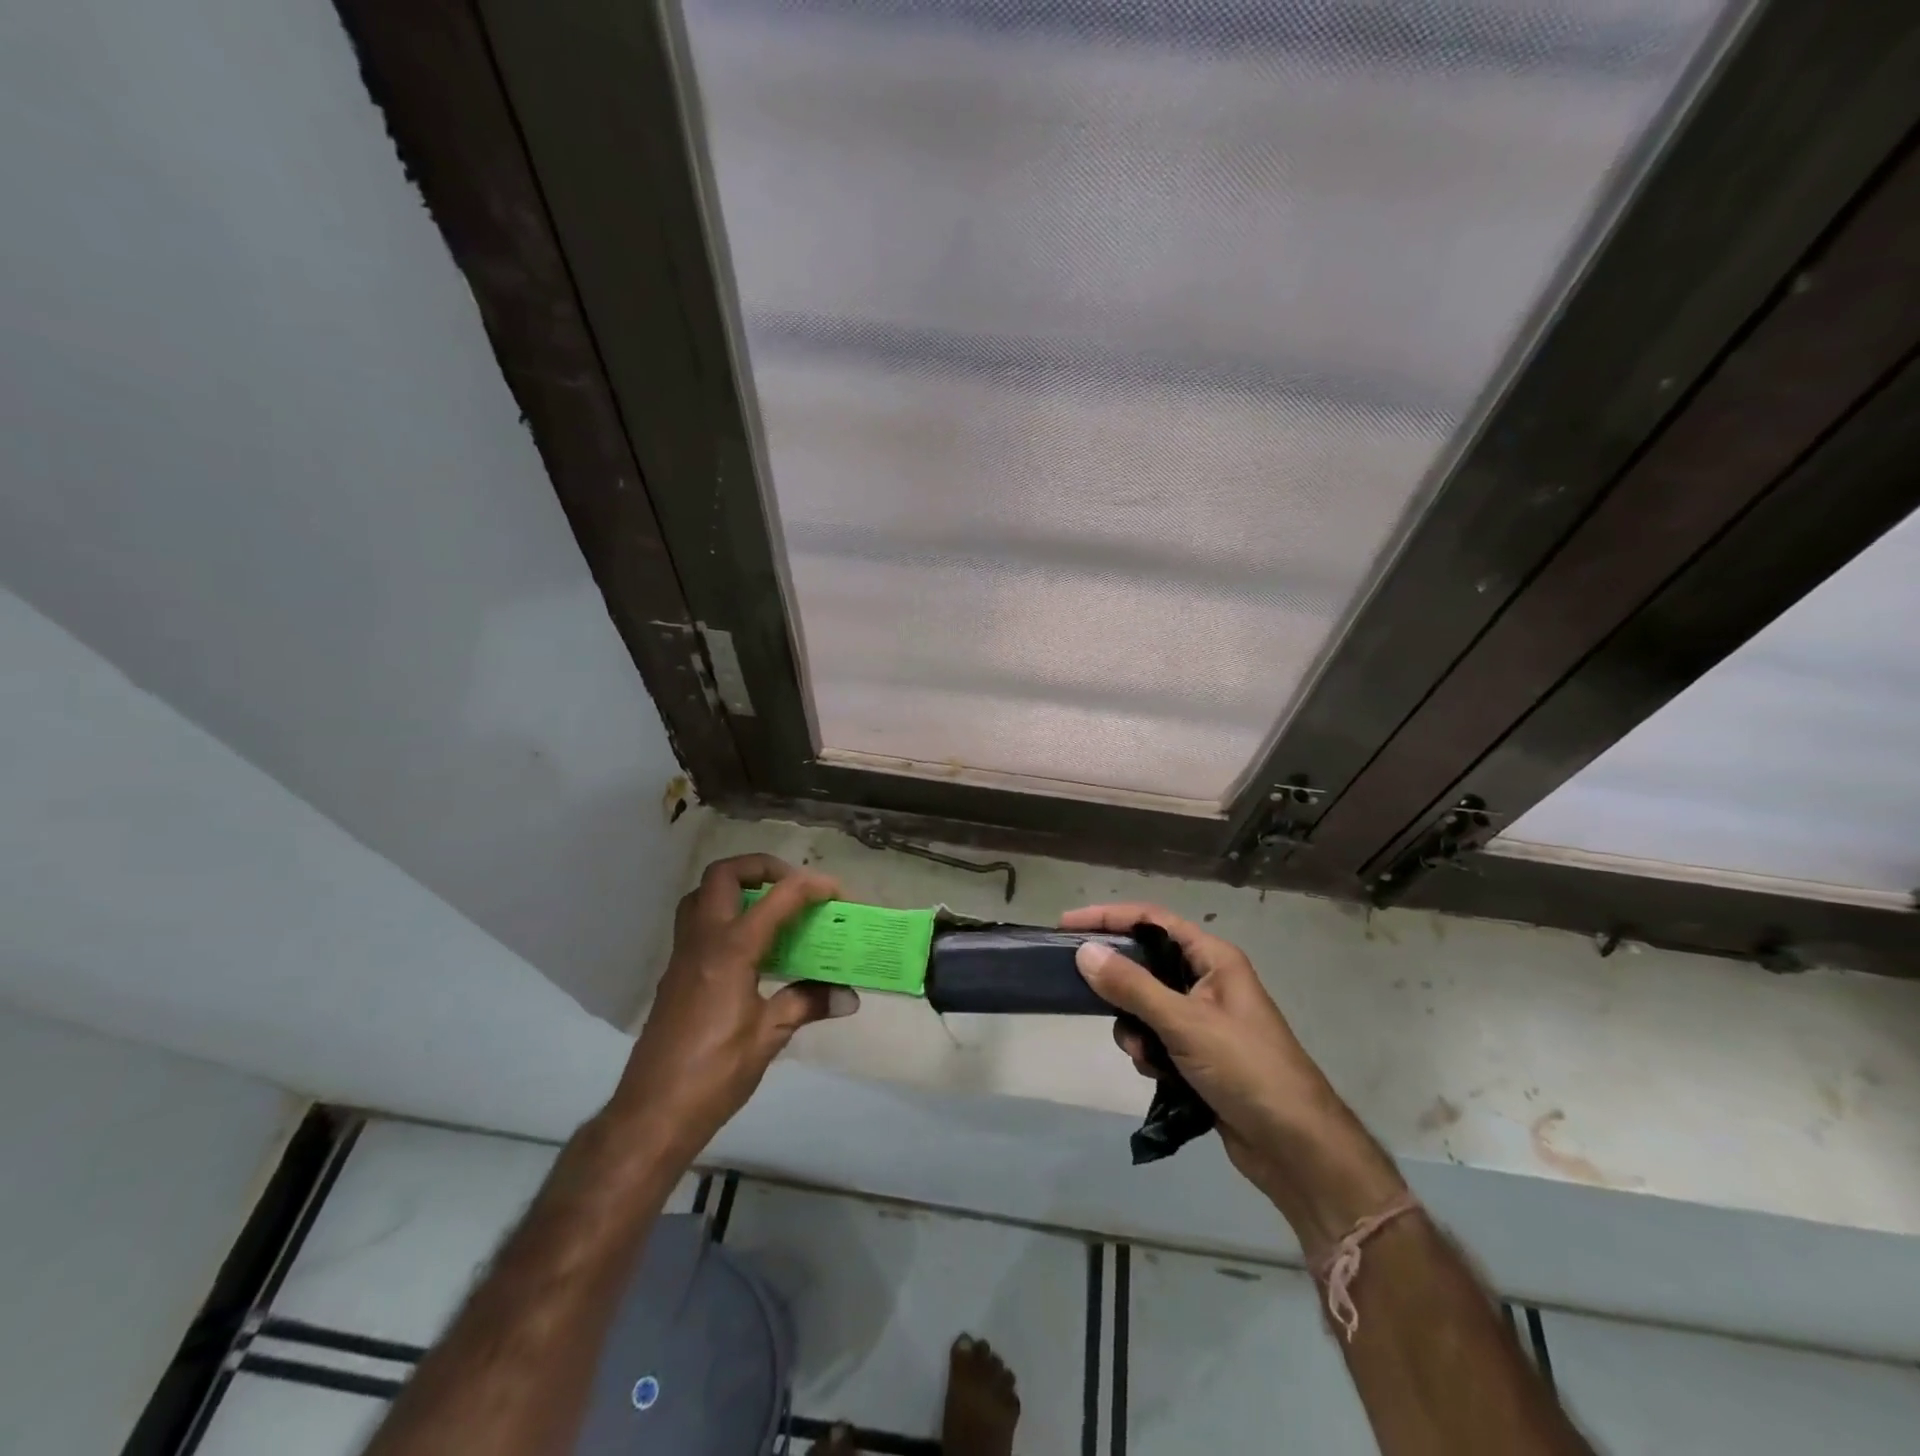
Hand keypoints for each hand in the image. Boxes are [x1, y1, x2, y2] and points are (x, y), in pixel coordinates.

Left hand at [607, 855, 858, 1167]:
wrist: (653, 1112)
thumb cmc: (715, 1072)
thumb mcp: (768, 1037)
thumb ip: (806, 1004)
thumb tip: (847, 995)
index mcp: (731, 950)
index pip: (777, 898)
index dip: (811, 886)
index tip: (837, 892)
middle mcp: (703, 941)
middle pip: (723, 875)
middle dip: (761, 868)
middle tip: (792, 887)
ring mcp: (683, 955)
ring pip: (702, 895)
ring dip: (736, 887)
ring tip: (769, 909)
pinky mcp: (676, 974)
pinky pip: (697, 923)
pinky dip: (725, 916)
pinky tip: (750, 949)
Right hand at [1064, 903, 1405, 1252]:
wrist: (1296, 1147)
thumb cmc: (1246, 1069)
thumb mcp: (1184, 1023)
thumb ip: (1132, 986)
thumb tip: (1085, 952)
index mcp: (1214, 959)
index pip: (1152, 921)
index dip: (1109, 918)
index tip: (1067, 926)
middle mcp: (1208, 982)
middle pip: (1146, 964)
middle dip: (1121, 986)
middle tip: (1086, 994)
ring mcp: (1204, 1020)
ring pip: (1146, 1006)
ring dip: (1136, 1028)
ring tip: (1145, 1055)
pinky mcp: (1200, 1055)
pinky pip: (1157, 1038)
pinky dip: (1150, 1053)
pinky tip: (1159, 1075)